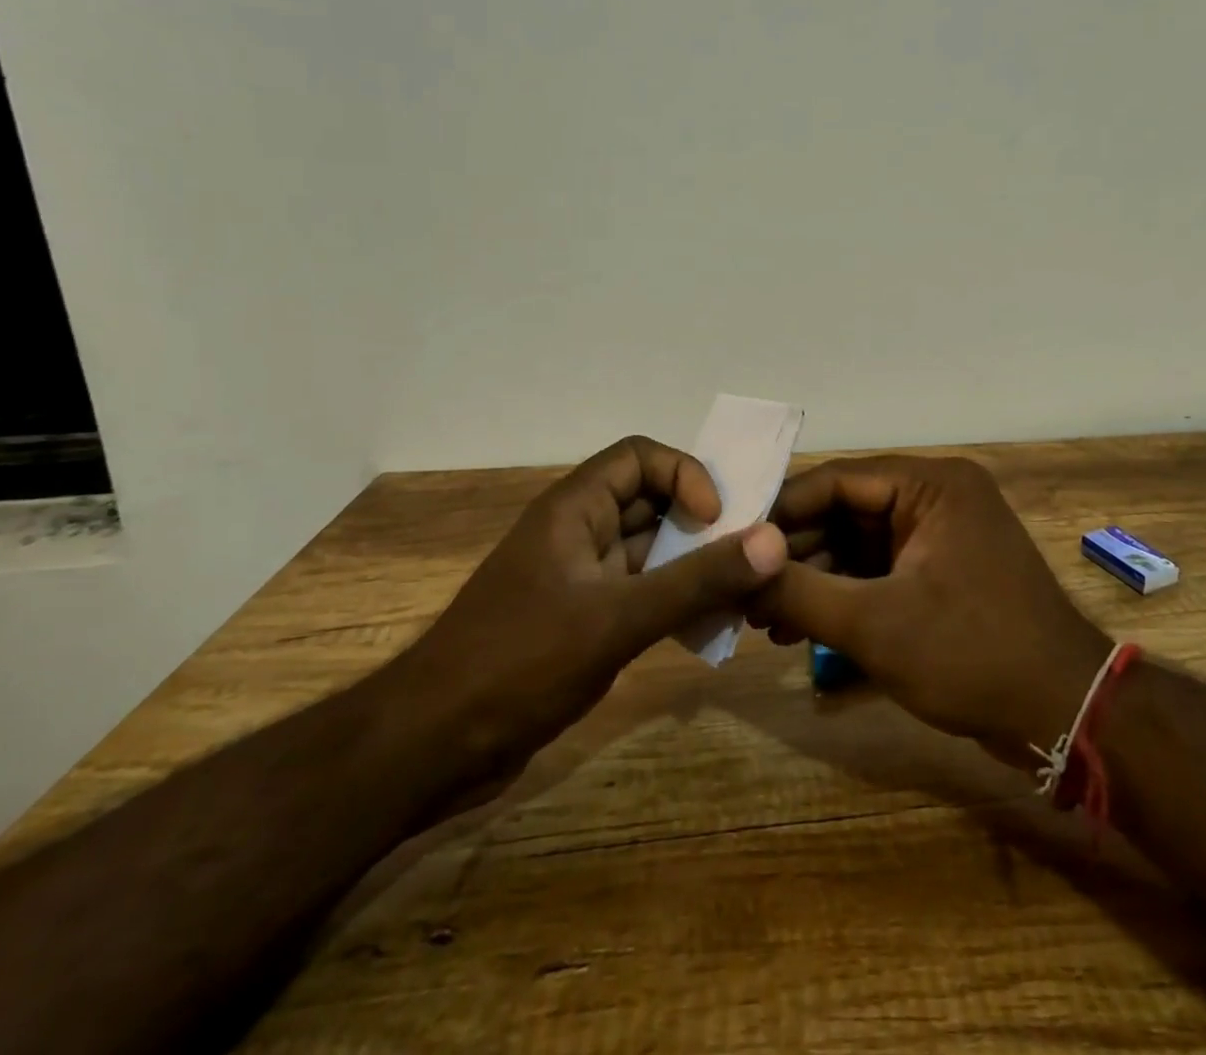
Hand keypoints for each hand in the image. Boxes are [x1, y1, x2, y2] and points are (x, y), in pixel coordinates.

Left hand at [391, 436, 785, 790]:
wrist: (432, 748)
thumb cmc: (520, 663)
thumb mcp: (615, 619)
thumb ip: (697, 580)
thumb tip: (774, 540)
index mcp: (573, 509)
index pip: (639, 457)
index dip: (684, 474)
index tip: (715, 519)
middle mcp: (578, 534)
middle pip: (651, 503)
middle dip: (702, 523)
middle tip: (748, 555)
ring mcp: (579, 580)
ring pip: (651, 552)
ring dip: (695, 567)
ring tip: (741, 594)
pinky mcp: (582, 622)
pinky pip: (642, 595)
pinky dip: (675, 603)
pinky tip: (707, 630)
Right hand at [748, 456, 1111, 766]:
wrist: (1062, 716)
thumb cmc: (971, 655)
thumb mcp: (874, 624)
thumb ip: (799, 590)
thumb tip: (736, 566)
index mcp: (931, 485)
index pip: (836, 480)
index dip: (780, 511)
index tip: (731, 543)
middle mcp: (936, 497)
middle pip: (844, 512)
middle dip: (793, 554)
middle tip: (743, 591)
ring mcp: (940, 536)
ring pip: (857, 545)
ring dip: (813, 579)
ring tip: (762, 619)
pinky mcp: (940, 572)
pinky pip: (878, 570)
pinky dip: (842, 596)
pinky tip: (798, 627)